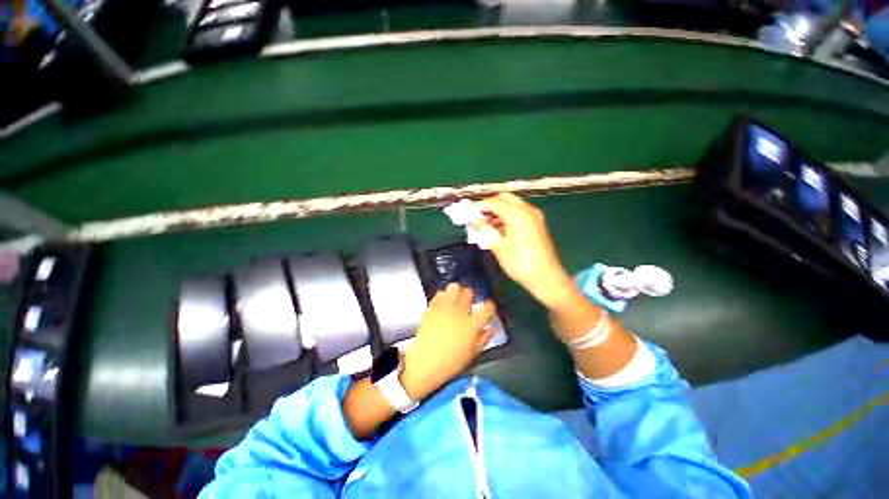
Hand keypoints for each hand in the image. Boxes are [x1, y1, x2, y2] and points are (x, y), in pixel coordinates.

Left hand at [400, 284, 494, 399]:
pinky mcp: (432, 307)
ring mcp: (445, 308)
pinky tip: (443, 303)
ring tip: (455, 298)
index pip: (487, 308)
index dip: (490, 306)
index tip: (488, 307)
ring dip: (456, 291)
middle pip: (469, 293)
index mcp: (472, 325)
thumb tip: (491, 328)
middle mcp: (460, 313)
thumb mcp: (472, 354)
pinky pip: (439, 294)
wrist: (425, 363)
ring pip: (454, 288)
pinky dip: (442, 296)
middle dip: (470, 295)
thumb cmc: (451, 363)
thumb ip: (483, 339)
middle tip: (468, 301)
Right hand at [475, 193, 575, 308]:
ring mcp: (534, 216)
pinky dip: (506, 216)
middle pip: (504, 198)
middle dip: (489, 205)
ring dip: (498, 211)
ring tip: (485, 225)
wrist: (546, 278)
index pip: (494, 202)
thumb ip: (485, 230)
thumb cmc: (520, 263)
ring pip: (512, 205)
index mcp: (517, 214)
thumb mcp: (498, 247)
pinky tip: (497, 229)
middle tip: (477, 217)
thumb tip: (473, 221)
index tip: (467, 213)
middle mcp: (527, 210)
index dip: (479, 206)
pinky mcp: (536, 224)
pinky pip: (518, 213)